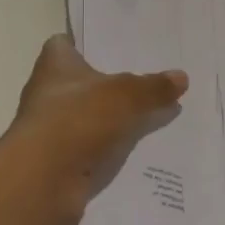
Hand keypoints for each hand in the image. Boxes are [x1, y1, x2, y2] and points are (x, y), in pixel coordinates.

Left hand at [0, 35, 187, 224]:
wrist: (43, 182)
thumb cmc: (77, 119)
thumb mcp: (125, 96)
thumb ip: (153, 86)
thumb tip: (181, 77)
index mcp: (54, 65)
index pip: (64, 44)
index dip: (86, 43)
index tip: (114, 45)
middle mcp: (48, 93)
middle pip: (82, 82)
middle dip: (111, 83)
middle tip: (150, 79)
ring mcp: (53, 129)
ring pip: (89, 117)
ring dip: (113, 119)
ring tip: (154, 113)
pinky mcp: (61, 161)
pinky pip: (93, 148)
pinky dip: (111, 150)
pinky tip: (141, 150)